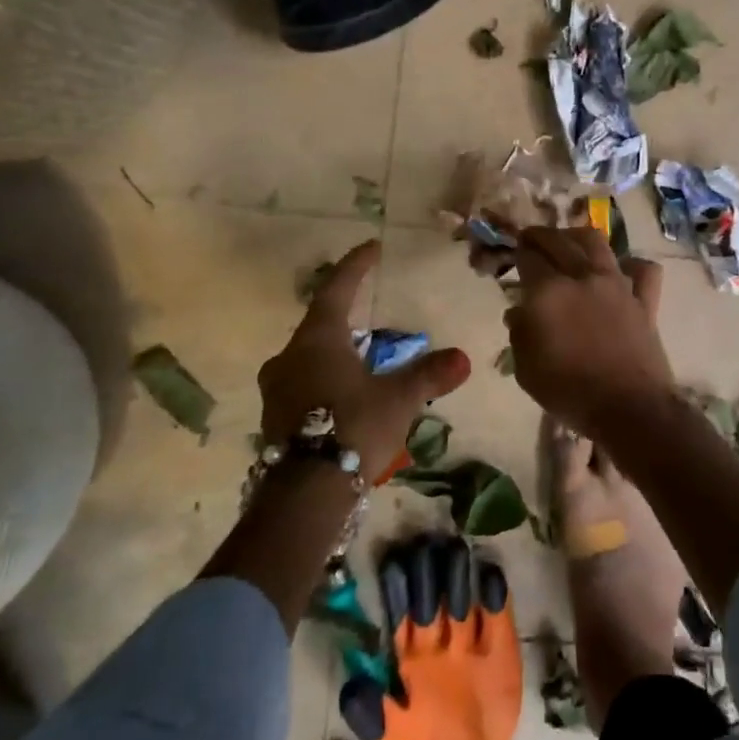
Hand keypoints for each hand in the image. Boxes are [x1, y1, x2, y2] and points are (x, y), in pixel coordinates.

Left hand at [258, 241, 470, 480]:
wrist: (305, 492)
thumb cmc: (353, 426)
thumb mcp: (398, 399)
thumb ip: (428, 375)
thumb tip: (462, 358)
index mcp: (318, 340)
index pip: (336, 289)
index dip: (356, 266)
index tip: (372, 247)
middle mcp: (290, 357)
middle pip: (319, 324)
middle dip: (345, 315)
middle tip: (368, 310)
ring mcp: (277, 388)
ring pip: (309, 357)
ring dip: (335, 352)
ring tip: (362, 358)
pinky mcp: (275, 417)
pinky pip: (303, 385)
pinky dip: (325, 380)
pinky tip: (345, 396)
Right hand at [504, 227, 671, 438]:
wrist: (629, 408)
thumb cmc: (569, 392)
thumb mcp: (526, 369)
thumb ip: (520, 334)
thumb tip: (519, 313)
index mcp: (548, 292)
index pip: (528, 257)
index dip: (517, 252)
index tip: (513, 253)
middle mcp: (582, 277)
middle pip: (559, 241)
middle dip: (540, 235)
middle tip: (531, 239)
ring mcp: (617, 285)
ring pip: (597, 243)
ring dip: (577, 236)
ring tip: (569, 241)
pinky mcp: (644, 300)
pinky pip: (643, 270)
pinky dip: (631, 265)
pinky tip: (621, 271)